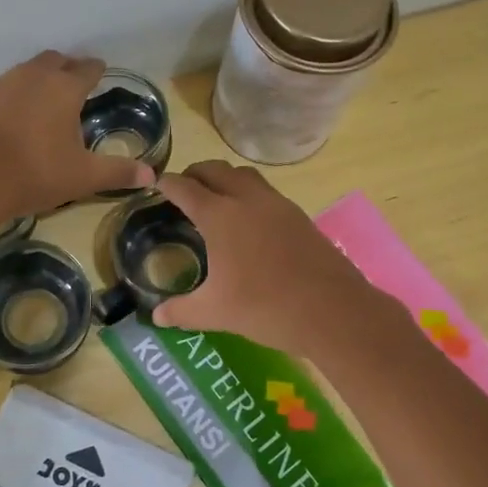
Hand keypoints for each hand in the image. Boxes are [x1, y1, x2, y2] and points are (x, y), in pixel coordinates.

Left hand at [0, 52, 154, 220]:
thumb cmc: (37, 173)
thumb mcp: (84, 176)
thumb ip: (119, 172)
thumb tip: (152, 177)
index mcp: (65, 87)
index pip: (88, 69)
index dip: (97, 71)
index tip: (101, 74)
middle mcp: (35, 76)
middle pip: (56, 60)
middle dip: (69, 68)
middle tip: (76, 85)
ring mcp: (5, 84)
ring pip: (29, 69)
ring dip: (42, 77)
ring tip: (49, 99)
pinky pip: (8, 85)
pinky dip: (19, 92)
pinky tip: (20, 114)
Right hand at [151, 160, 394, 353]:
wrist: (331, 310)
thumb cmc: (264, 307)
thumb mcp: (214, 312)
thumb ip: (181, 311)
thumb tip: (156, 316)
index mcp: (219, 215)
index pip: (184, 187)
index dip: (166, 183)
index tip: (156, 184)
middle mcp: (247, 199)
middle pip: (215, 170)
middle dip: (195, 174)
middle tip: (183, 190)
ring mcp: (277, 204)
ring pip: (244, 175)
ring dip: (225, 179)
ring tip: (215, 201)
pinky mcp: (299, 216)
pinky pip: (266, 192)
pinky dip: (249, 195)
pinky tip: (249, 223)